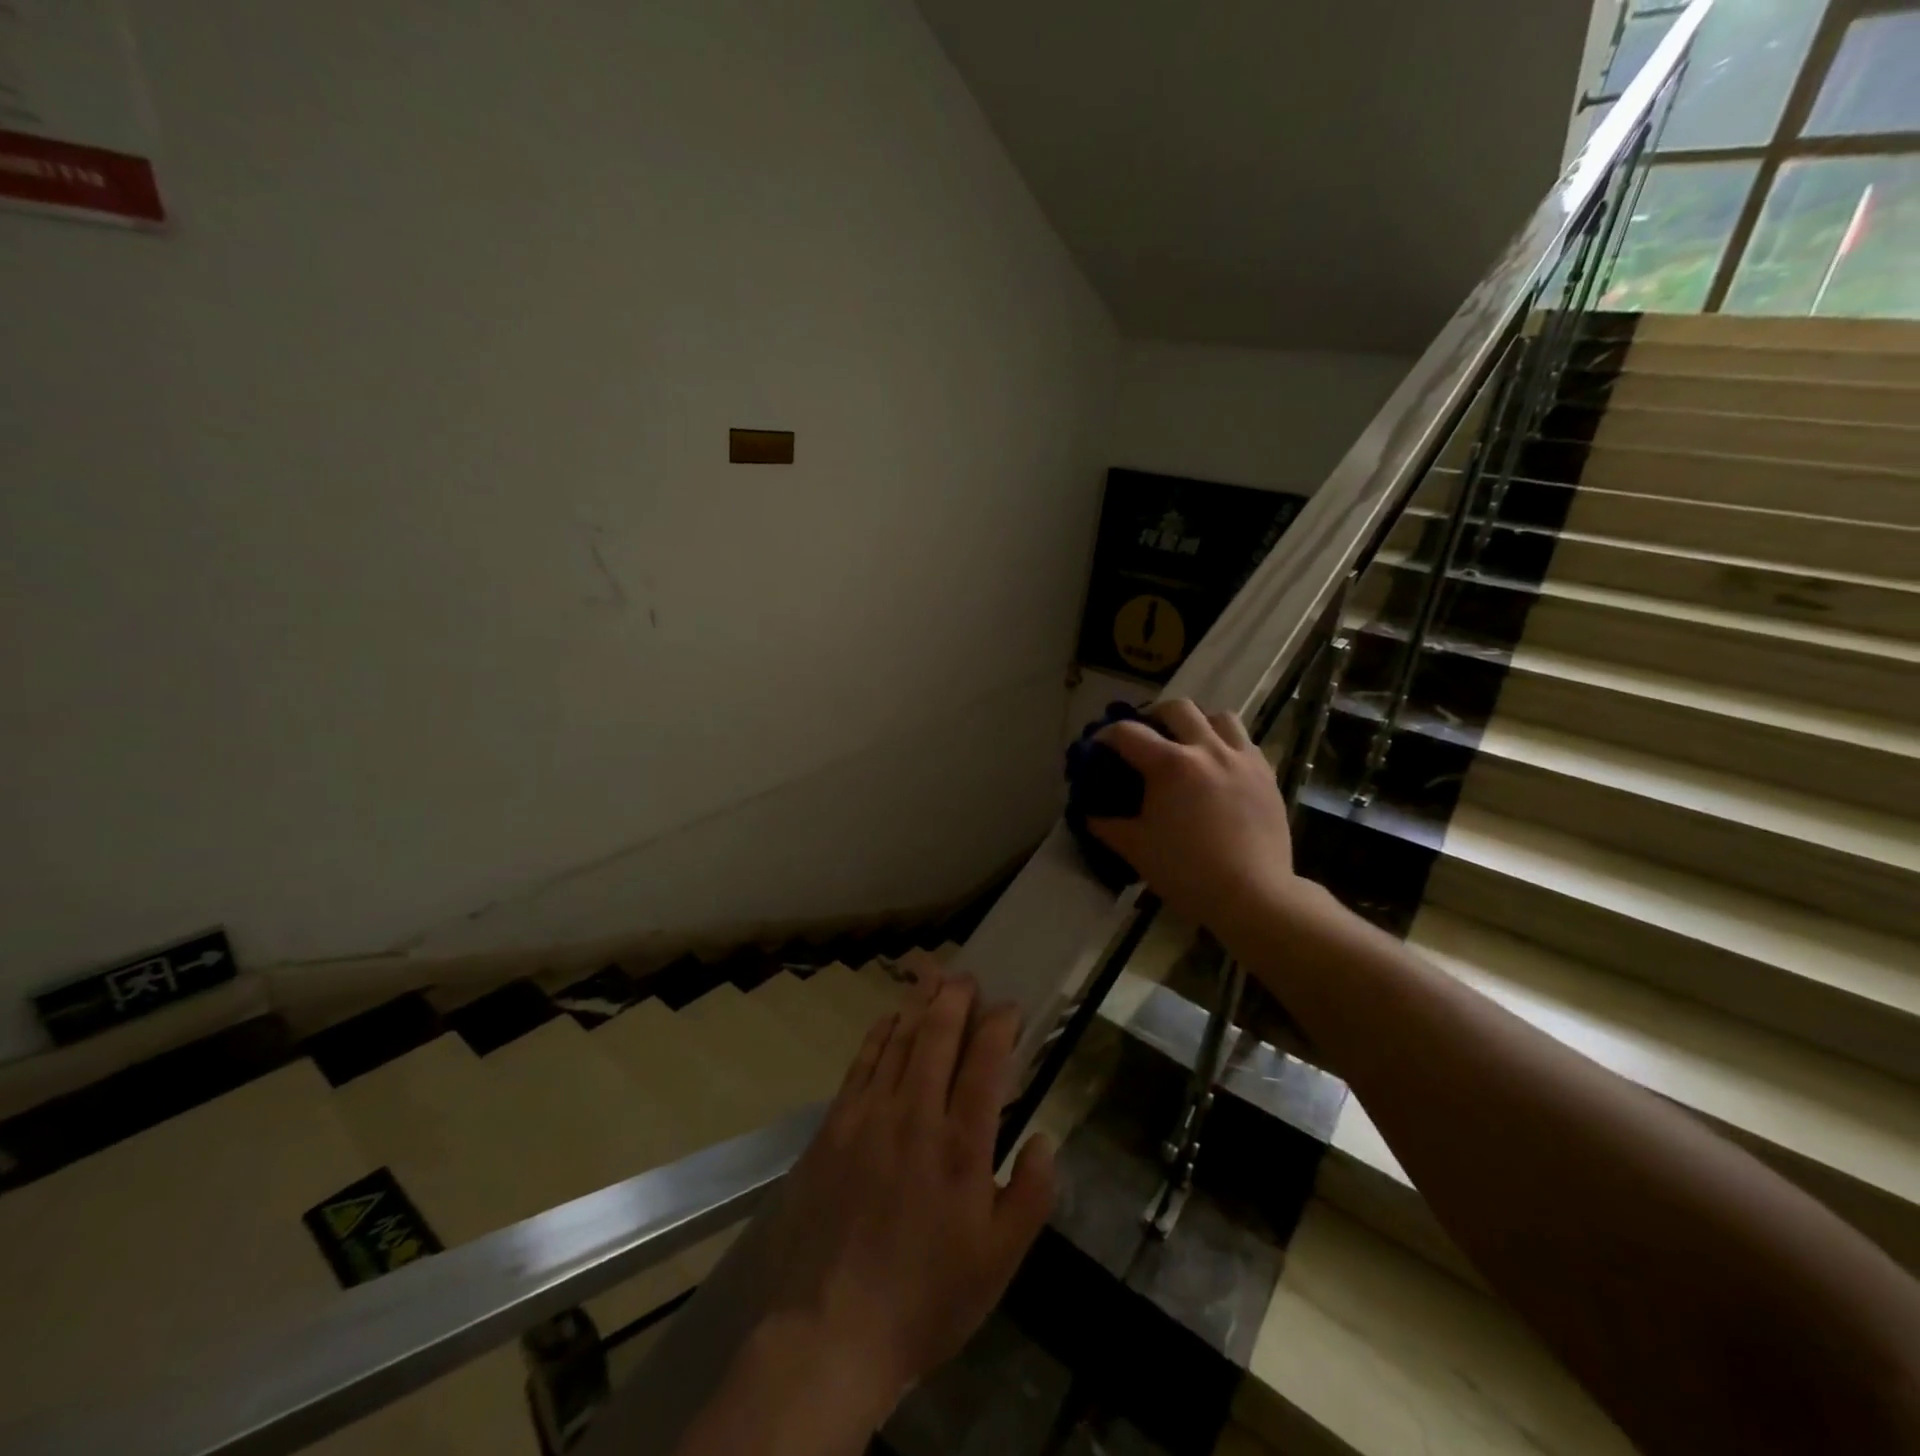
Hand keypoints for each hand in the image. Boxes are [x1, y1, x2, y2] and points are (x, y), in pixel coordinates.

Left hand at [759, 955, 1056, 1410]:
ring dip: (918, 1005)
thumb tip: (1044, 1138)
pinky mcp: (834, 1126)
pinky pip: (861, 1063)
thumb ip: (1031, 1196)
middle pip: (937, 1035)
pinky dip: (879, 1034)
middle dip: (956, 997)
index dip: (999, 1025)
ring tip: (932, 978)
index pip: (985, 1062)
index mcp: (962, 1146)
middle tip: (967, 977)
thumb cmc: (926, 1299)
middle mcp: (916, 1115)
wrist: (832, 1330)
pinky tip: (888, 1020)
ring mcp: (869, 1116)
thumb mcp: (999, 1263)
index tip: (1009, 1008)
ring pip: (898, 1040)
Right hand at [1087, 700, 1300, 936]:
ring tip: (1189, 744)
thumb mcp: (1136, 849)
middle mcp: (1208, 750)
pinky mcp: (1267, 775)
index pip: (1128, 733)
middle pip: (1178, 708)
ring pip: (1220, 717)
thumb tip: (1090, 813)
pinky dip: (1226, 745)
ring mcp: (1242, 759)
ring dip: (1198, 724)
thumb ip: (1108, 826)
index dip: (1106, 735)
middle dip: (1154, 715)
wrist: (1252, 896)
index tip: (1098, 747)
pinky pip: (1245, 743)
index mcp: (1170, 765)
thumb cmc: (1187, 872)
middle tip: (1146, 736)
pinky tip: (1218, 769)